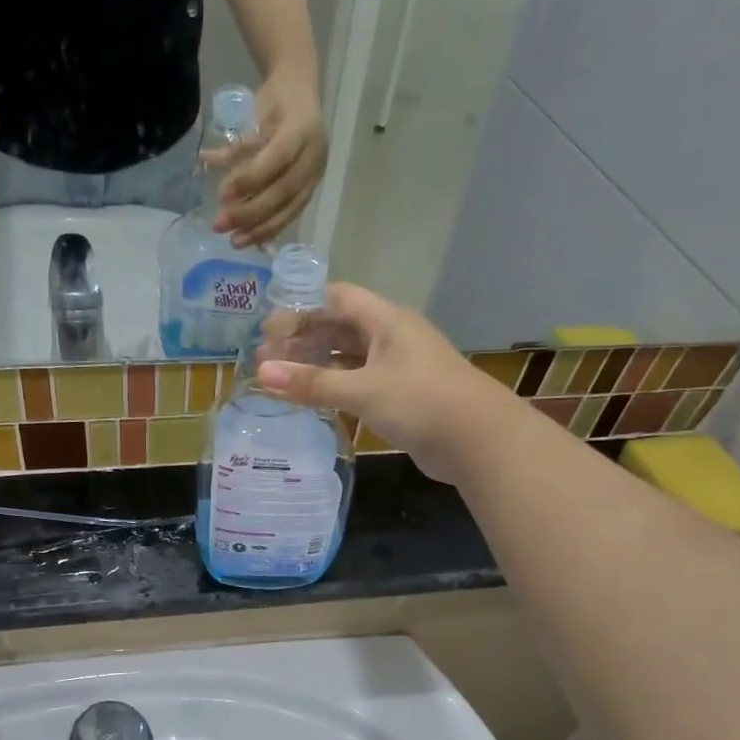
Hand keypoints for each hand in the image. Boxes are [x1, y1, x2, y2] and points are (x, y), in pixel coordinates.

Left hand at [214, 70, 326, 247]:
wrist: (303, 94)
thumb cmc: (276, 102)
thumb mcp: (256, 116)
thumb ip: (237, 145)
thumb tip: (204, 161)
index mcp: (302, 130)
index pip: (277, 159)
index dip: (250, 179)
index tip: (223, 195)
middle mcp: (313, 155)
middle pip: (283, 191)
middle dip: (250, 212)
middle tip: (220, 225)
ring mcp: (315, 175)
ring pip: (289, 208)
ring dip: (260, 229)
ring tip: (235, 242)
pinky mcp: (311, 189)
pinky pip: (291, 214)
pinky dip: (271, 228)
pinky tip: (253, 241)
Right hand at [257, 282, 518, 483]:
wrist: (478, 441)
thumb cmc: (421, 401)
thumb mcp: (363, 390)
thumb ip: (312, 383)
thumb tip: (261, 373)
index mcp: (387, 321)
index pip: (337, 298)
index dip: (302, 308)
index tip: (269, 329)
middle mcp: (391, 338)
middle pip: (339, 328)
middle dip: (303, 340)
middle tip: (266, 360)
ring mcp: (397, 368)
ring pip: (348, 359)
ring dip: (316, 367)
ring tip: (280, 381)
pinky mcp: (400, 397)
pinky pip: (358, 384)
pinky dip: (334, 389)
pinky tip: (311, 401)